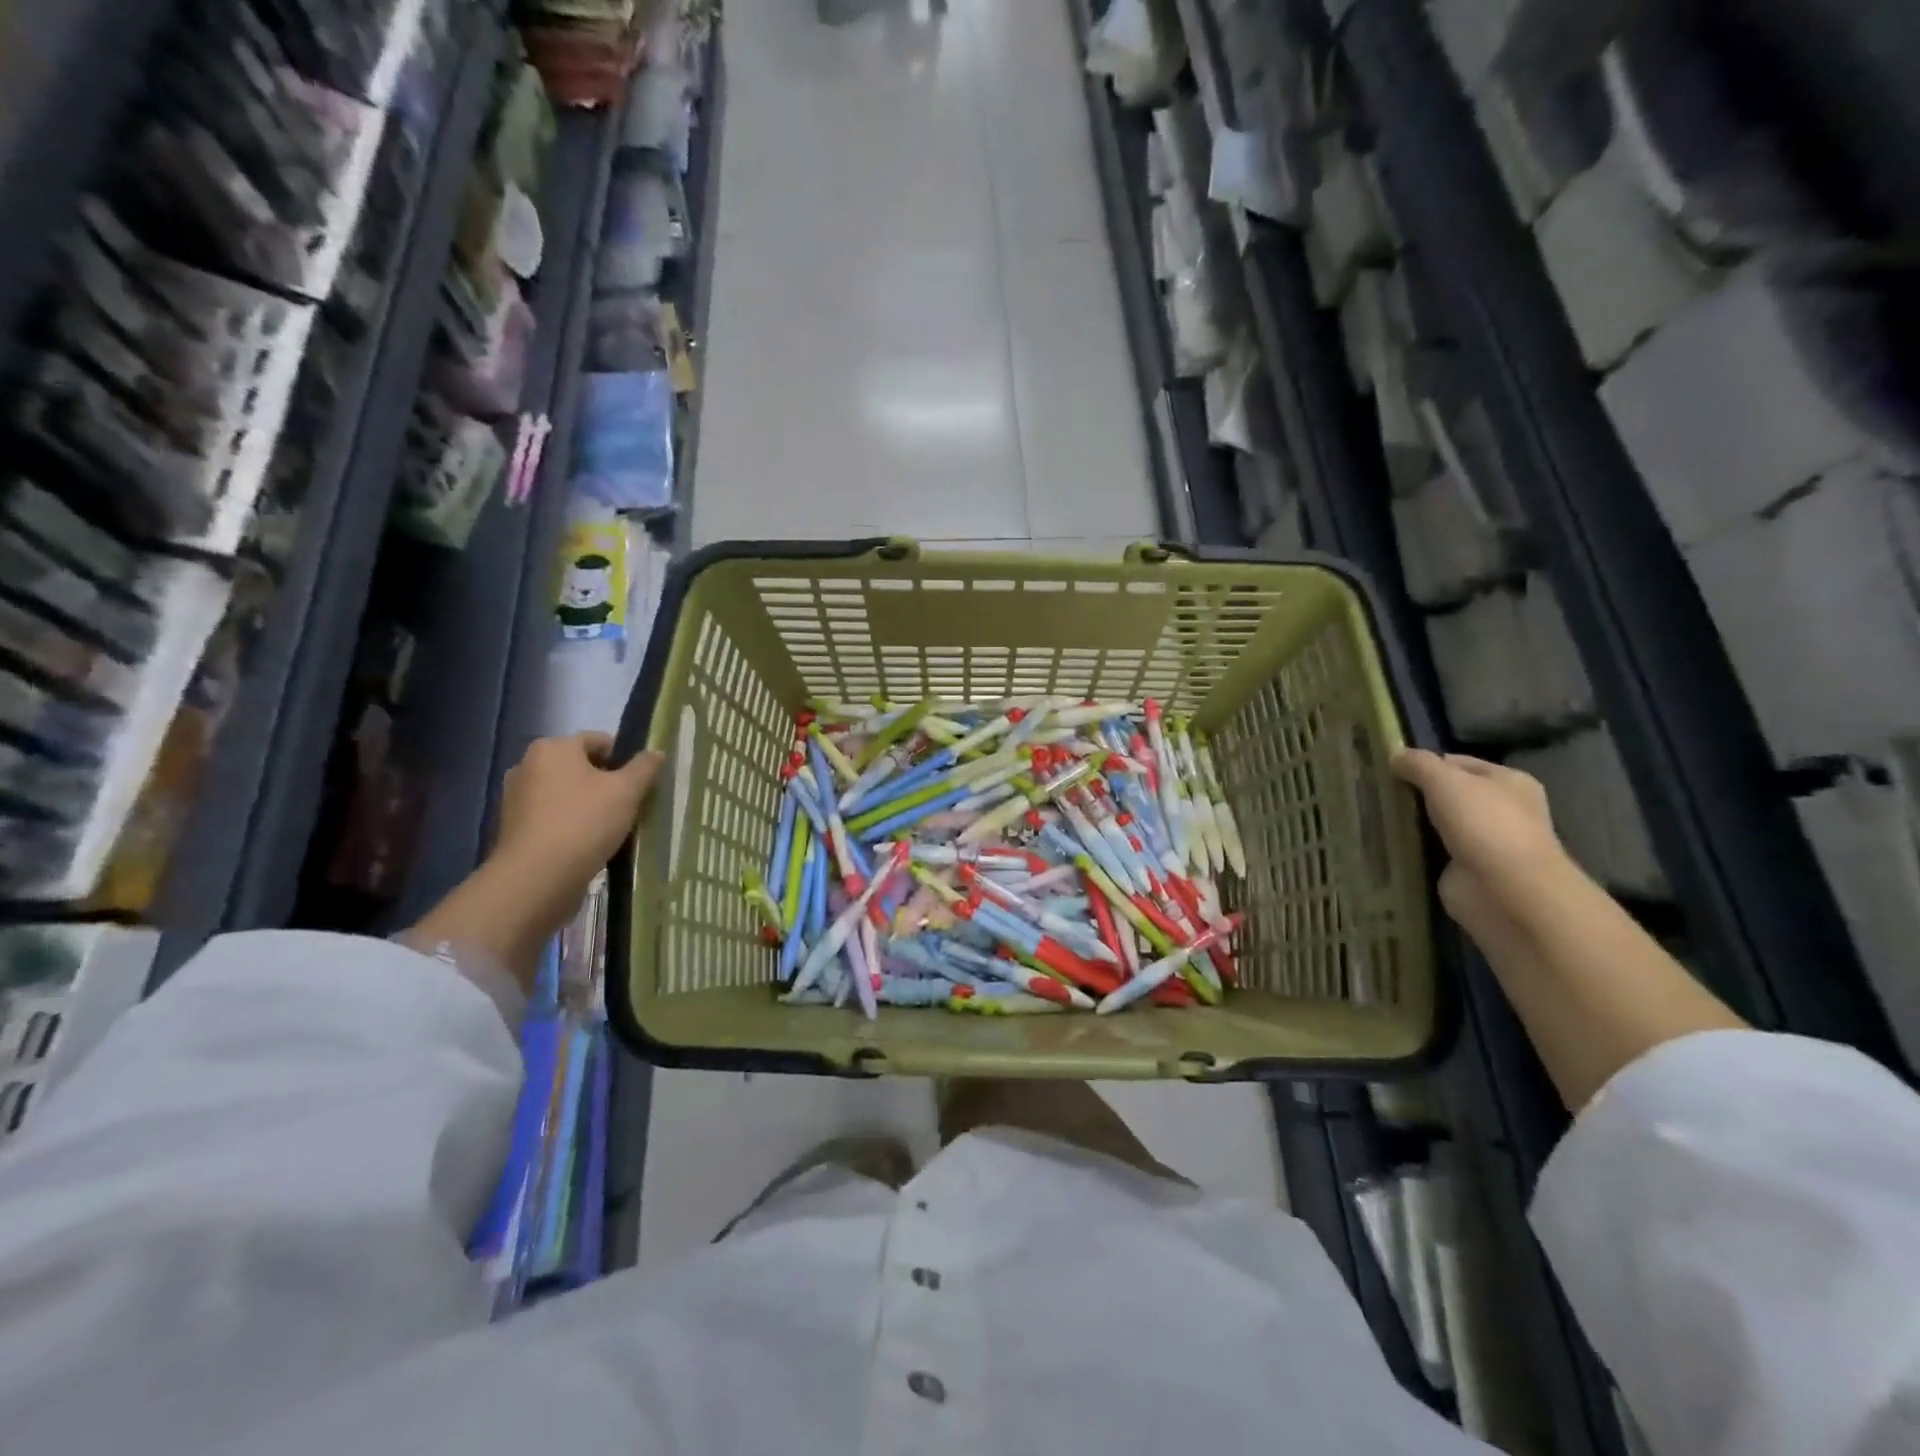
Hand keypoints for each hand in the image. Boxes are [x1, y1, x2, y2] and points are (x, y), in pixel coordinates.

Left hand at [491, 733, 662, 928]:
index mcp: (552, 748)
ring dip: (589, 805)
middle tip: (630, 805)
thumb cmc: (584, 823)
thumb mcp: (626, 791)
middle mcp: (527, 766)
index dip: (625, 758)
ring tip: (612, 827)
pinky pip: (552, 817)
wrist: (536, 879)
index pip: (598, 740)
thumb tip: (655, 753)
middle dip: (606, 782)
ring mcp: (516, 798)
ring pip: (566, 793)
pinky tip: (589, 844)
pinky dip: (571, 824)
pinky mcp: (514, 828)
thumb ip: (644, 768)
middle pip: (580, 767)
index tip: (641, 782)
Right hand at [1391, 749, 1566, 927]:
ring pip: (1436, 823)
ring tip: (1371, 814)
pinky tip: (1385, 841)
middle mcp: (1501, 809)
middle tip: (1375, 791)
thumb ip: (1418, 764)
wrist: (1504, 890)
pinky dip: (1412, 848)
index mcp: (1508, 781)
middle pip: (1447, 793)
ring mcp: (1484, 842)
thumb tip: (1394, 756)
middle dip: (1414, 793)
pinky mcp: (1466, 869)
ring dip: (1411, 821)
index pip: (1457, 762)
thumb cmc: (1484, 824)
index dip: (1423, 763)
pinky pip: (1431, 851)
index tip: (1386, 769)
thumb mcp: (1445, 780)